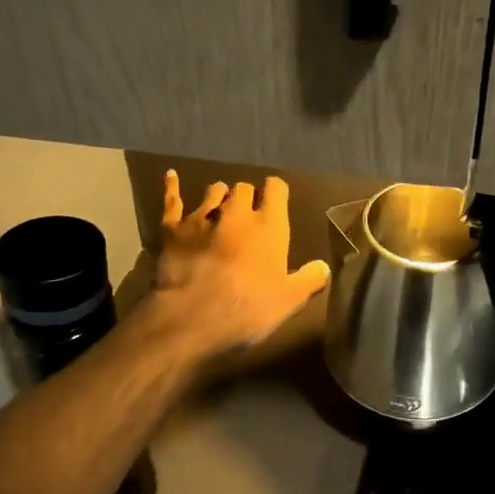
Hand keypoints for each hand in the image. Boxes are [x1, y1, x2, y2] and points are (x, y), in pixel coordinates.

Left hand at [144, 171, 331, 356]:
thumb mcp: (289, 300)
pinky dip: (173, 187)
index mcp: (268, 225)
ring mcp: (201, 217)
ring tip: (220, 206)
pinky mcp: (173, 229)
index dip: (276, 192)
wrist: (191, 316)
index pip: (276, 189)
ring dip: (219, 196)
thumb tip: (323, 266)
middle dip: (246, 197)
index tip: (276, 200)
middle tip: (248, 214)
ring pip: (213, 191)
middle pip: (243, 188)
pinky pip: (172, 200)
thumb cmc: (247, 308)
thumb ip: (309, 279)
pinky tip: (171, 176)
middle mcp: (236, 212)